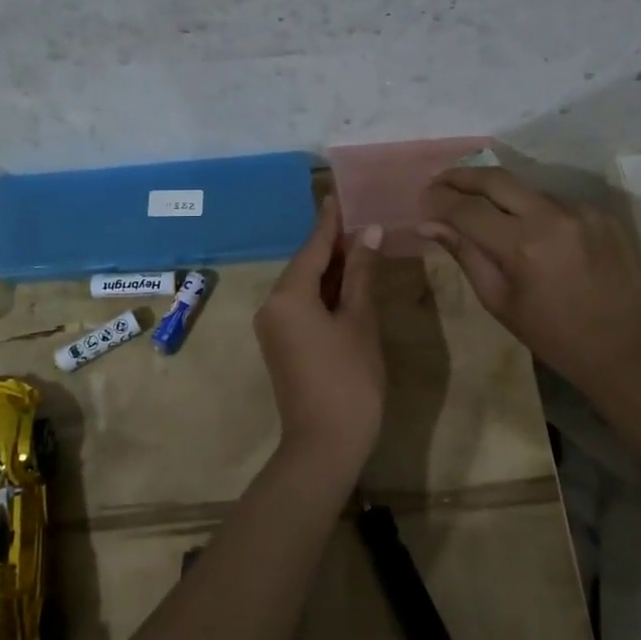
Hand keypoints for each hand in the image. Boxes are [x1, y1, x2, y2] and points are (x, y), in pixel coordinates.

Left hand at [254, 198, 384, 479]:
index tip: (338, 194)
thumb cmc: (349, 380)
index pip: (312, 247)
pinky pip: (301, 305)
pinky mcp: (281, 344)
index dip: (330, 221)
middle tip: (361, 218)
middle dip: (333, 245)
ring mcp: (273, 326)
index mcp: (288, 295)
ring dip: (331, 269)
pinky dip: (324, 292)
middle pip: (305, 265)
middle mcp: (272, 305)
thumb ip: (361, 274)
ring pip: (304, 286)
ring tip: (361, 244)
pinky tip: (348, 283)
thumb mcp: (360, 322)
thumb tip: (368, 232)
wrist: (324, 445)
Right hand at [420, 168, 640, 397]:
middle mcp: (552, 217)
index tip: (422, 198)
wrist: (623, 347)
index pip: (467, 208)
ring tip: (479, 207)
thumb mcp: (498, 300)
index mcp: (522, 246)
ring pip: (526, 189)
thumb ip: (464, 254)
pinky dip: (533, 210)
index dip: (439, 200)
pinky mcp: (600, 212)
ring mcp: (580, 210)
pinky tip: (528, 229)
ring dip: (498, 194)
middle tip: (439, 181)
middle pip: (495, 178)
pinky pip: (554, 202)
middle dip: (461, 176)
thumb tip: (427, 224)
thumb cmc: (552, 335)